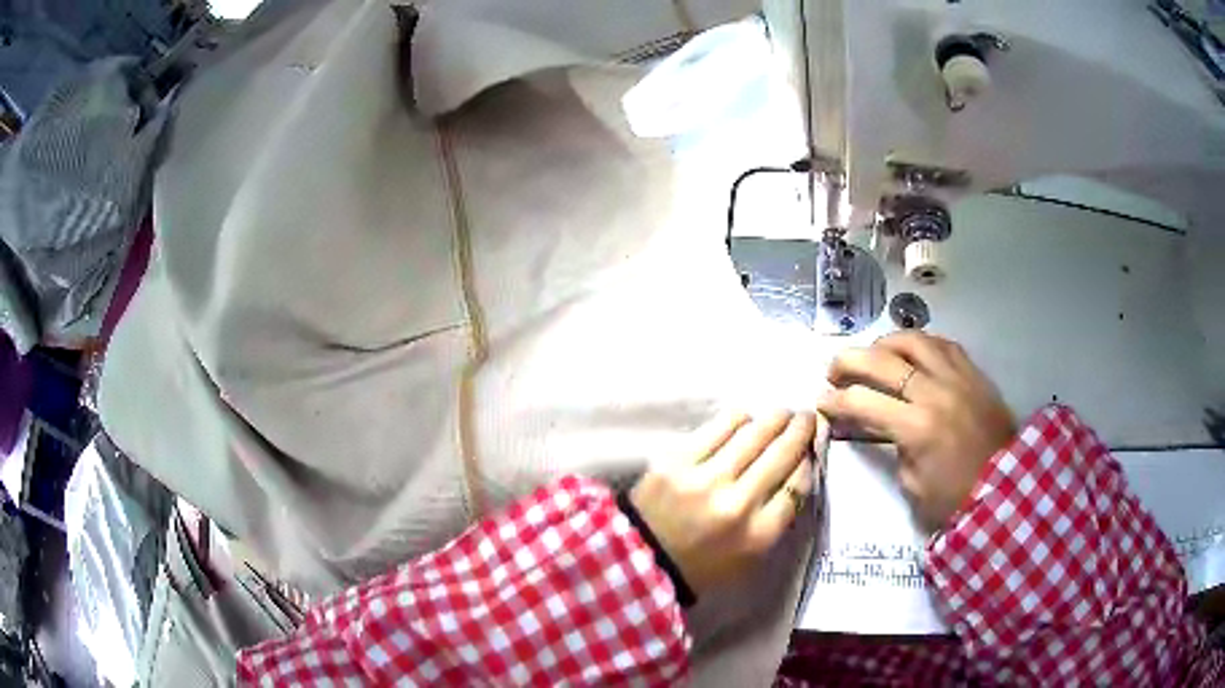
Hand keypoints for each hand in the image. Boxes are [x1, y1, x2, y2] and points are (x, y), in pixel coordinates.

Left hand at [629, 411, 824, 595]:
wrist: (643, 558)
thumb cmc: (703, 563)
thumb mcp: (751, 557)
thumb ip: (778, 518)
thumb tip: (799, 470)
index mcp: (758, 535)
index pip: (798, 486)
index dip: (809, 460)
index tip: (812, 448)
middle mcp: (737, 504)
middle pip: (781, 454)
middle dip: (800, 430)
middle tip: (806, 416)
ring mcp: (705, 479)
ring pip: (754, 433)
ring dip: (774, 418)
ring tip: (780, 414)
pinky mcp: (677, 460)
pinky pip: (719, 426)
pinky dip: (739, 418)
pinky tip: (745, 418)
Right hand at [817, 331, 1014, 529]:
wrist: (1007, 489)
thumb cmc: (955, 498)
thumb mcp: (912, 485)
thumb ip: (895, 447)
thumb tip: (884, 425)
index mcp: (916, 428)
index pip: (863, 402)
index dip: (835, 401)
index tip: (821, 402)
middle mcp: (934, 392)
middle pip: (882, 360)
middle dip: (848, 361)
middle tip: (834, 370)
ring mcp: (957, 377)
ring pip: (914, 340)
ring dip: (884, 343)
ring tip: (873, 354)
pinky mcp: (974, 373)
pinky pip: (943, 344)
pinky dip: (921, 344)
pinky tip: (912, 352)